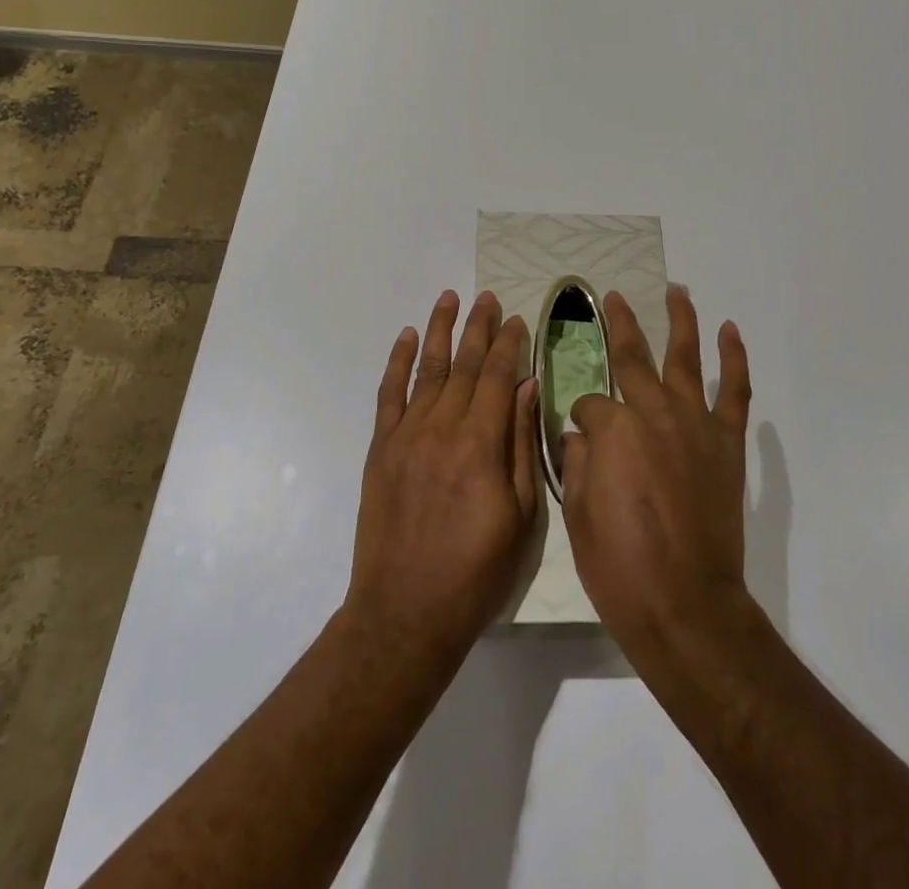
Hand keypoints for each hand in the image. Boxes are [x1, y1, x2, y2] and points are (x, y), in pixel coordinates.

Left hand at [345, 290, 539, 662]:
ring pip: (428, 370)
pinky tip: (408, 337)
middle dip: (479, 327)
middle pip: (465, 365)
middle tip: (488, 297)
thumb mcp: (521, 515)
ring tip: (450, 298)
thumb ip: (522, 445)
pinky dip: (397, 362)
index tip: (517, 319)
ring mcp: (406, 436)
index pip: (499, 378)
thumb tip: (528, 388)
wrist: (405, 612)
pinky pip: (389, 395)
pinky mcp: (380, 449)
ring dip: (440, 331)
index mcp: (481, 445)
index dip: (509, 345)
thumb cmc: (476, 571)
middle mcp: (442, 428)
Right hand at [561, 286, 753, 665]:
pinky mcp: (726, 443)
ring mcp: (694, 423)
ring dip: (681, 320)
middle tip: (612, 298)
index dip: (581, 419)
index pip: (589, 405)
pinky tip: (730, 332)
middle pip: (633, 357)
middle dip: (619, 325)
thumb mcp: (576, 512)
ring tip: (677, 291)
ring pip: (686, 357)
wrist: (685, 606)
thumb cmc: (620, 566)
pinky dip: (734, 359)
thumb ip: (578, 460)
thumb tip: (582, 435)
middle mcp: (653, 411)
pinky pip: (734, 391)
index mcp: (612, 427)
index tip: (580, 438)